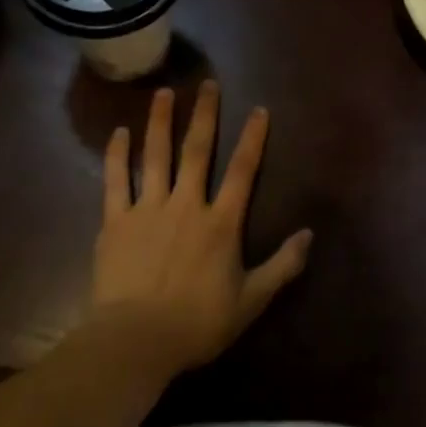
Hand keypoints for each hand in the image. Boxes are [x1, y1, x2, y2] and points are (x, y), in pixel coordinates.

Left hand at [92, 82, 312, 377]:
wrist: (134, 342)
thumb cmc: (197, 323)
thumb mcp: (251, 300)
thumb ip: (282, 265)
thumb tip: (309, 234)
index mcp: (221, 222)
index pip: (243, 170)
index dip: (253, 138)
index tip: (259, 109)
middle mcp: (187, 204)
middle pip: (198, 151)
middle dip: (204, 115)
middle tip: (206, 84)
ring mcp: (148, 210)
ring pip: (156, 156)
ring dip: (160, 122)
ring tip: (163, 93)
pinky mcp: (115, 223)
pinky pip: (116, 181)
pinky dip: (117, 155)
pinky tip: (119, 133)